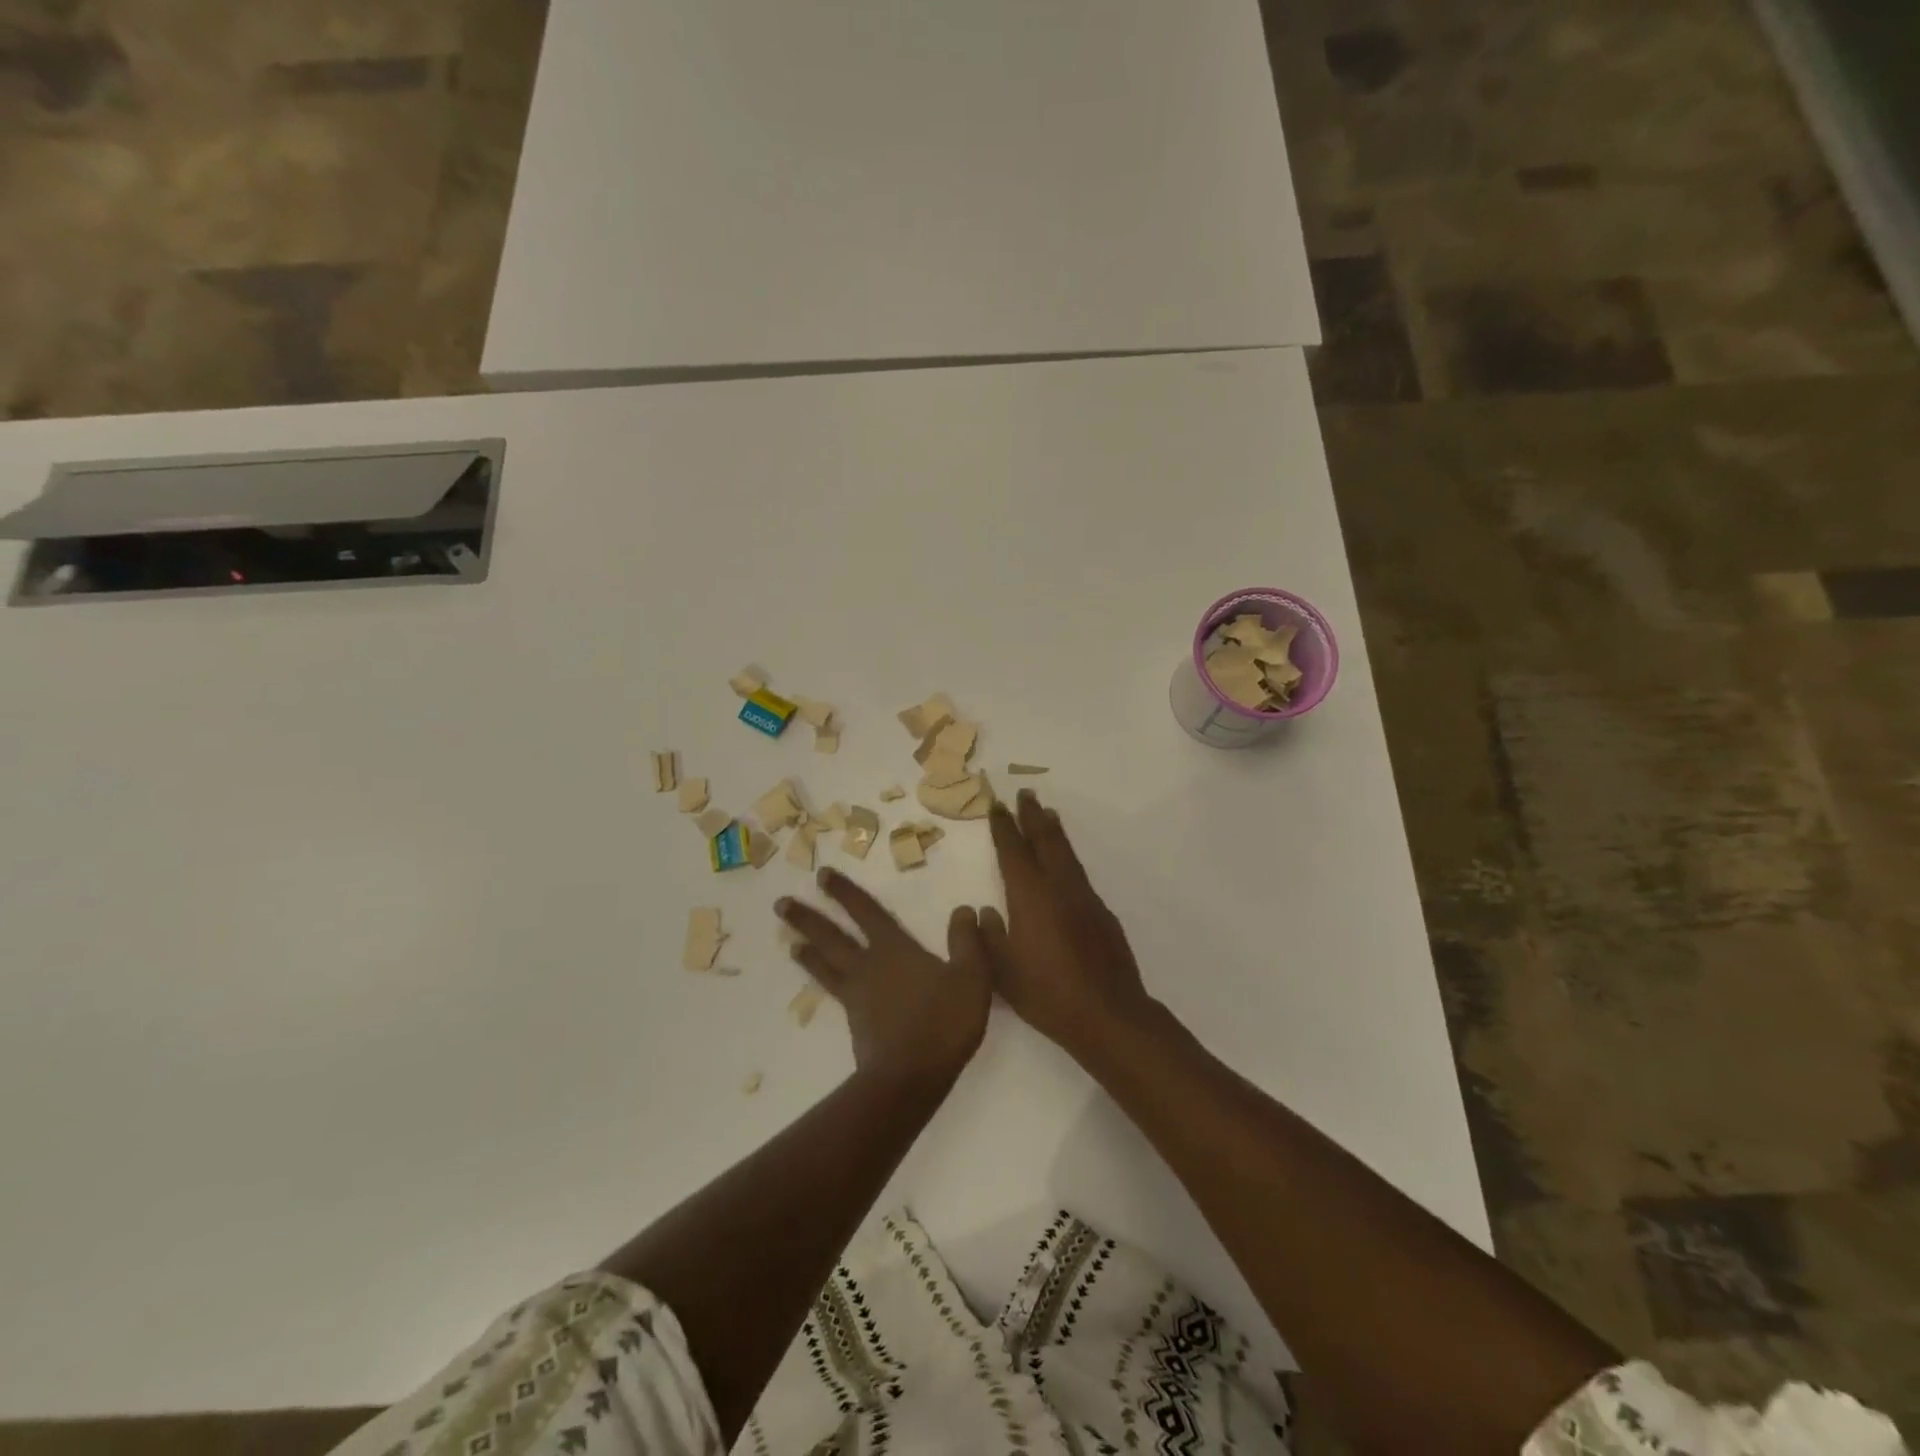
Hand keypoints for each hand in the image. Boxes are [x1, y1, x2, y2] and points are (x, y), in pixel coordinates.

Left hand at [777, 868, 992, 1085]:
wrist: (911, 1076)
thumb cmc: (943, 1022)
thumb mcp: (971, 977)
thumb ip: (967, 941)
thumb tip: (963, 909)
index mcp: (895, 949)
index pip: (867, 912)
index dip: (845, 892)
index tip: (822, 875)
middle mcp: (869, 966)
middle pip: (832, 936)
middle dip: (808, 917)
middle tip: (781, 903)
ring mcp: (857, 995)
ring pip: (826, 964)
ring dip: (807, 949)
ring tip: (789, 940)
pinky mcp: (855, 1022)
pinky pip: (833, 991)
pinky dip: (821, 979)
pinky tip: (819, 982)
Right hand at [983, 790, 1153, 1059]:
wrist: (1108, 1014)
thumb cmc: (1047, 994)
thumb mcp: (1003, 972)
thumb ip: (989, 937)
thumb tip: (986, 911)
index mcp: (1030, 896)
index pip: (1013, 851)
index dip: (1004, 827)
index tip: (997, 805)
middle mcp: (1058, 887)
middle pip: (1044, 840)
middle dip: (1032, 816)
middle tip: (1025, 793)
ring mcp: (1084, 898)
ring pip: (1066, 853)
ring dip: (1054, 831)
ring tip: (1047, 813)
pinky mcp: (1102, 913)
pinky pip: (1079, 872)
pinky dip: (1068, 856)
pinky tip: (1066, 864)